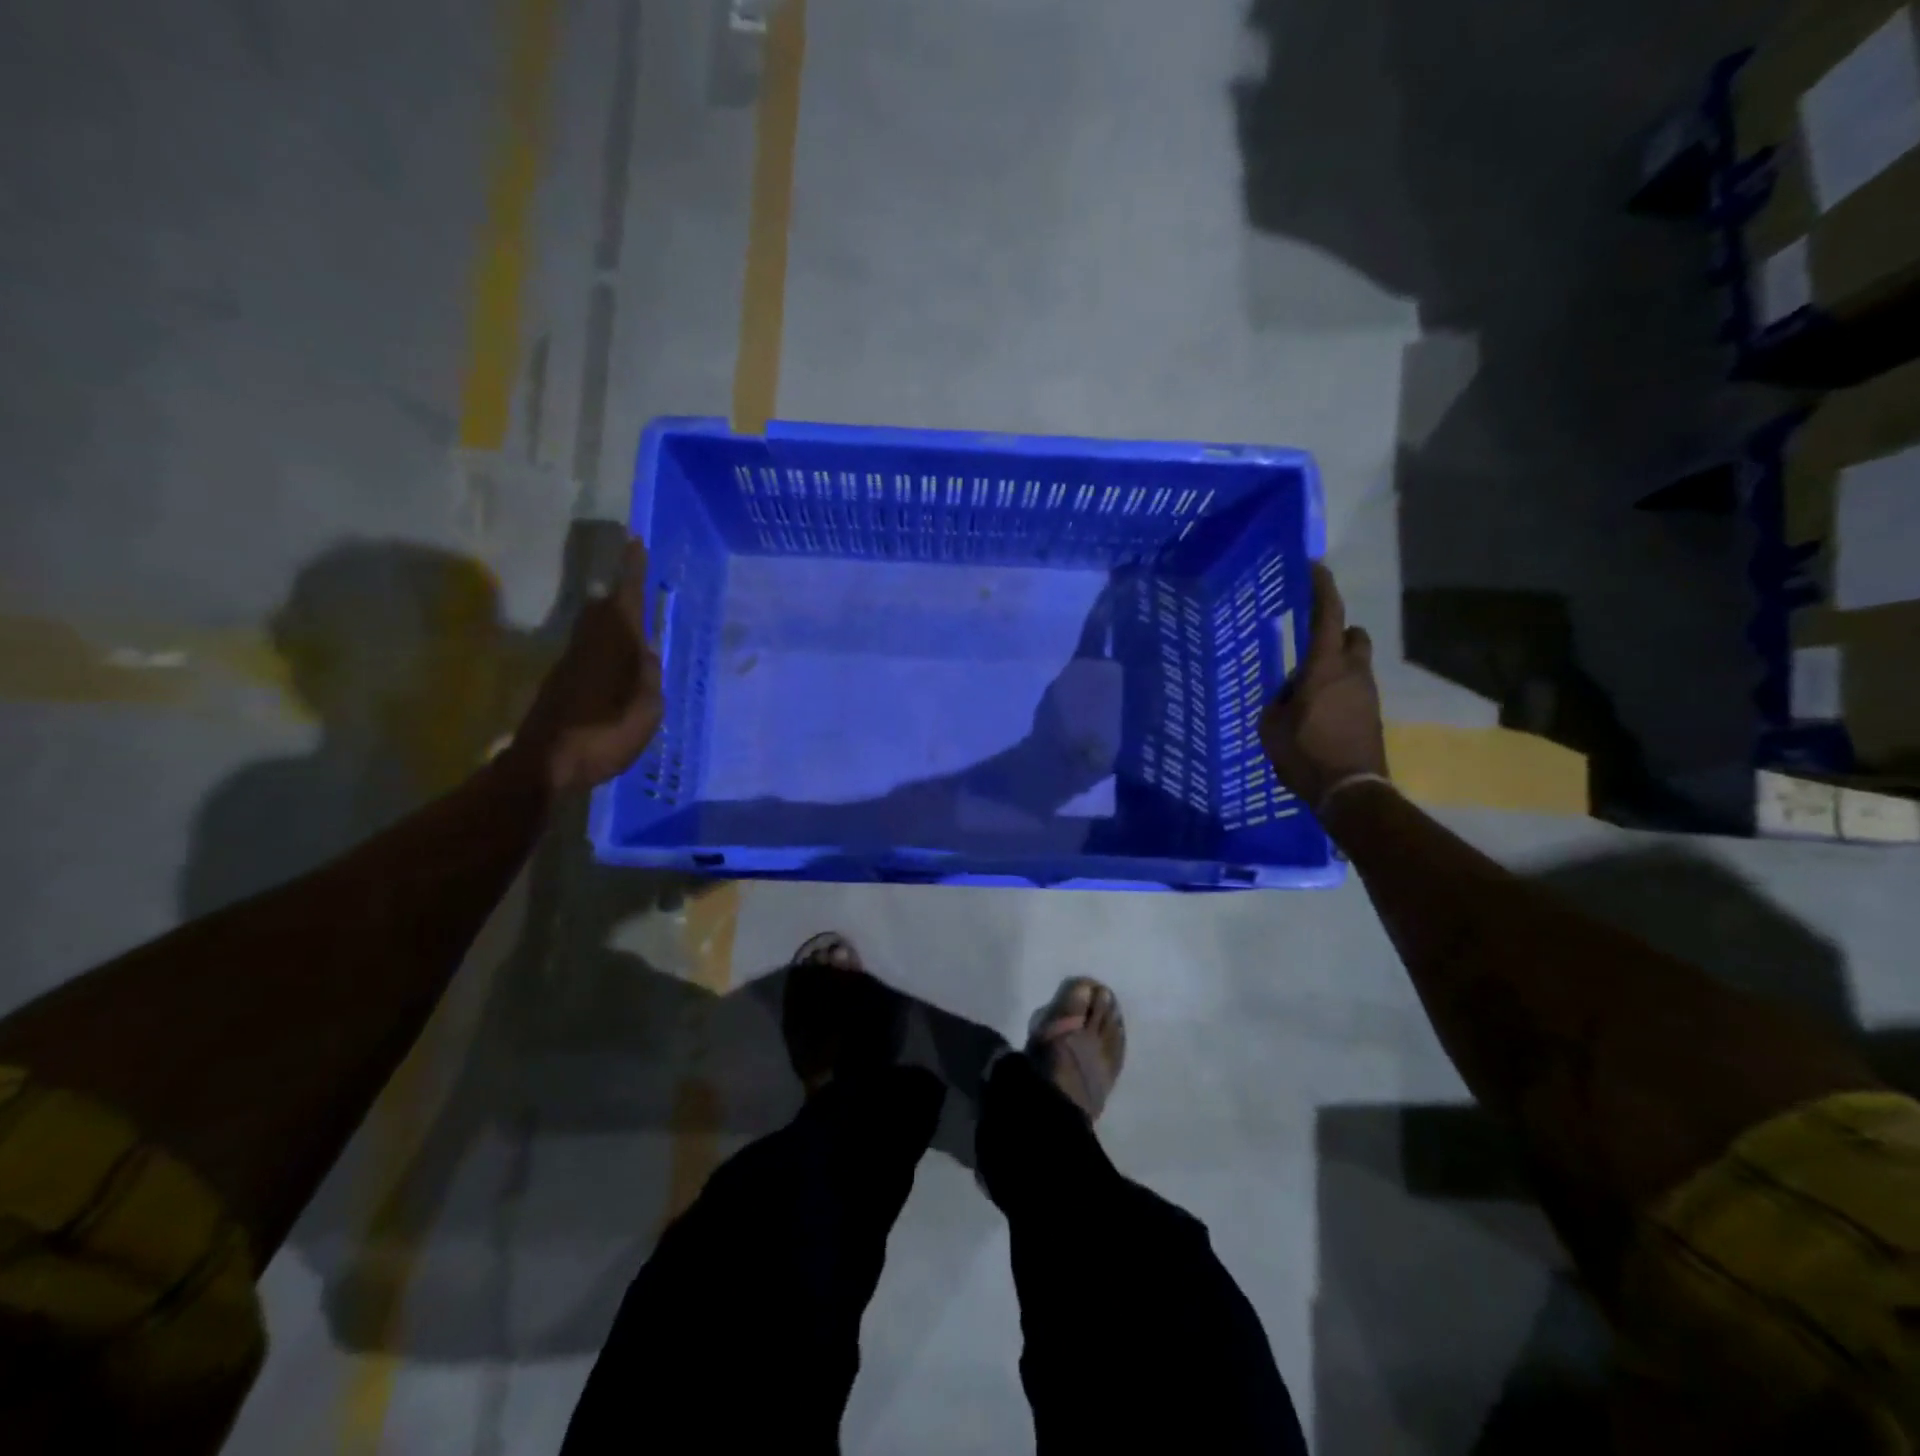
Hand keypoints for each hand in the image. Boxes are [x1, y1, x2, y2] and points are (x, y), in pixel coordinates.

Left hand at [515, 539, 663, 792]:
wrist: (548, 762)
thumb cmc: (606, 733)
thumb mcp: (647, 708)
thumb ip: (649, 677)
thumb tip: (646, 654)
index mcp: (616, 647)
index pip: (626, 598)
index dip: (632, 571)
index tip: (635, 542)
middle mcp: (591, 646)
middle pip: (604, 609)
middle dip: (620, 593)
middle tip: (637, 584)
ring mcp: (571, 664)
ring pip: (594, 629)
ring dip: (612, 621)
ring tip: (633, 626)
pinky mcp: (561, 683)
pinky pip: (589, 651)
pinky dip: (605, 647)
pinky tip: (617, 665)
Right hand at [1259, 561, 1386, 809]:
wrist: (1350, 790)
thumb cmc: (1305, 754)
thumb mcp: (1272, 725)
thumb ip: (1280, 699)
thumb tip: (1291, 690)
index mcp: (1324, 668)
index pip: (1328, 616)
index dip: (1323, 589)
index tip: (1317, 568)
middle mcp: (1353, 673)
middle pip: (1354, 635)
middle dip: (1339, 632)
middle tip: (1313, 646)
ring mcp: (1367, 694)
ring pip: (1356, 664)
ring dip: (1336, 666)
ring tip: (1307, 691)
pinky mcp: (1373, 714)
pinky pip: (1355, 689)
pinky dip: (1340, 690)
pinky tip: (1319, 713)